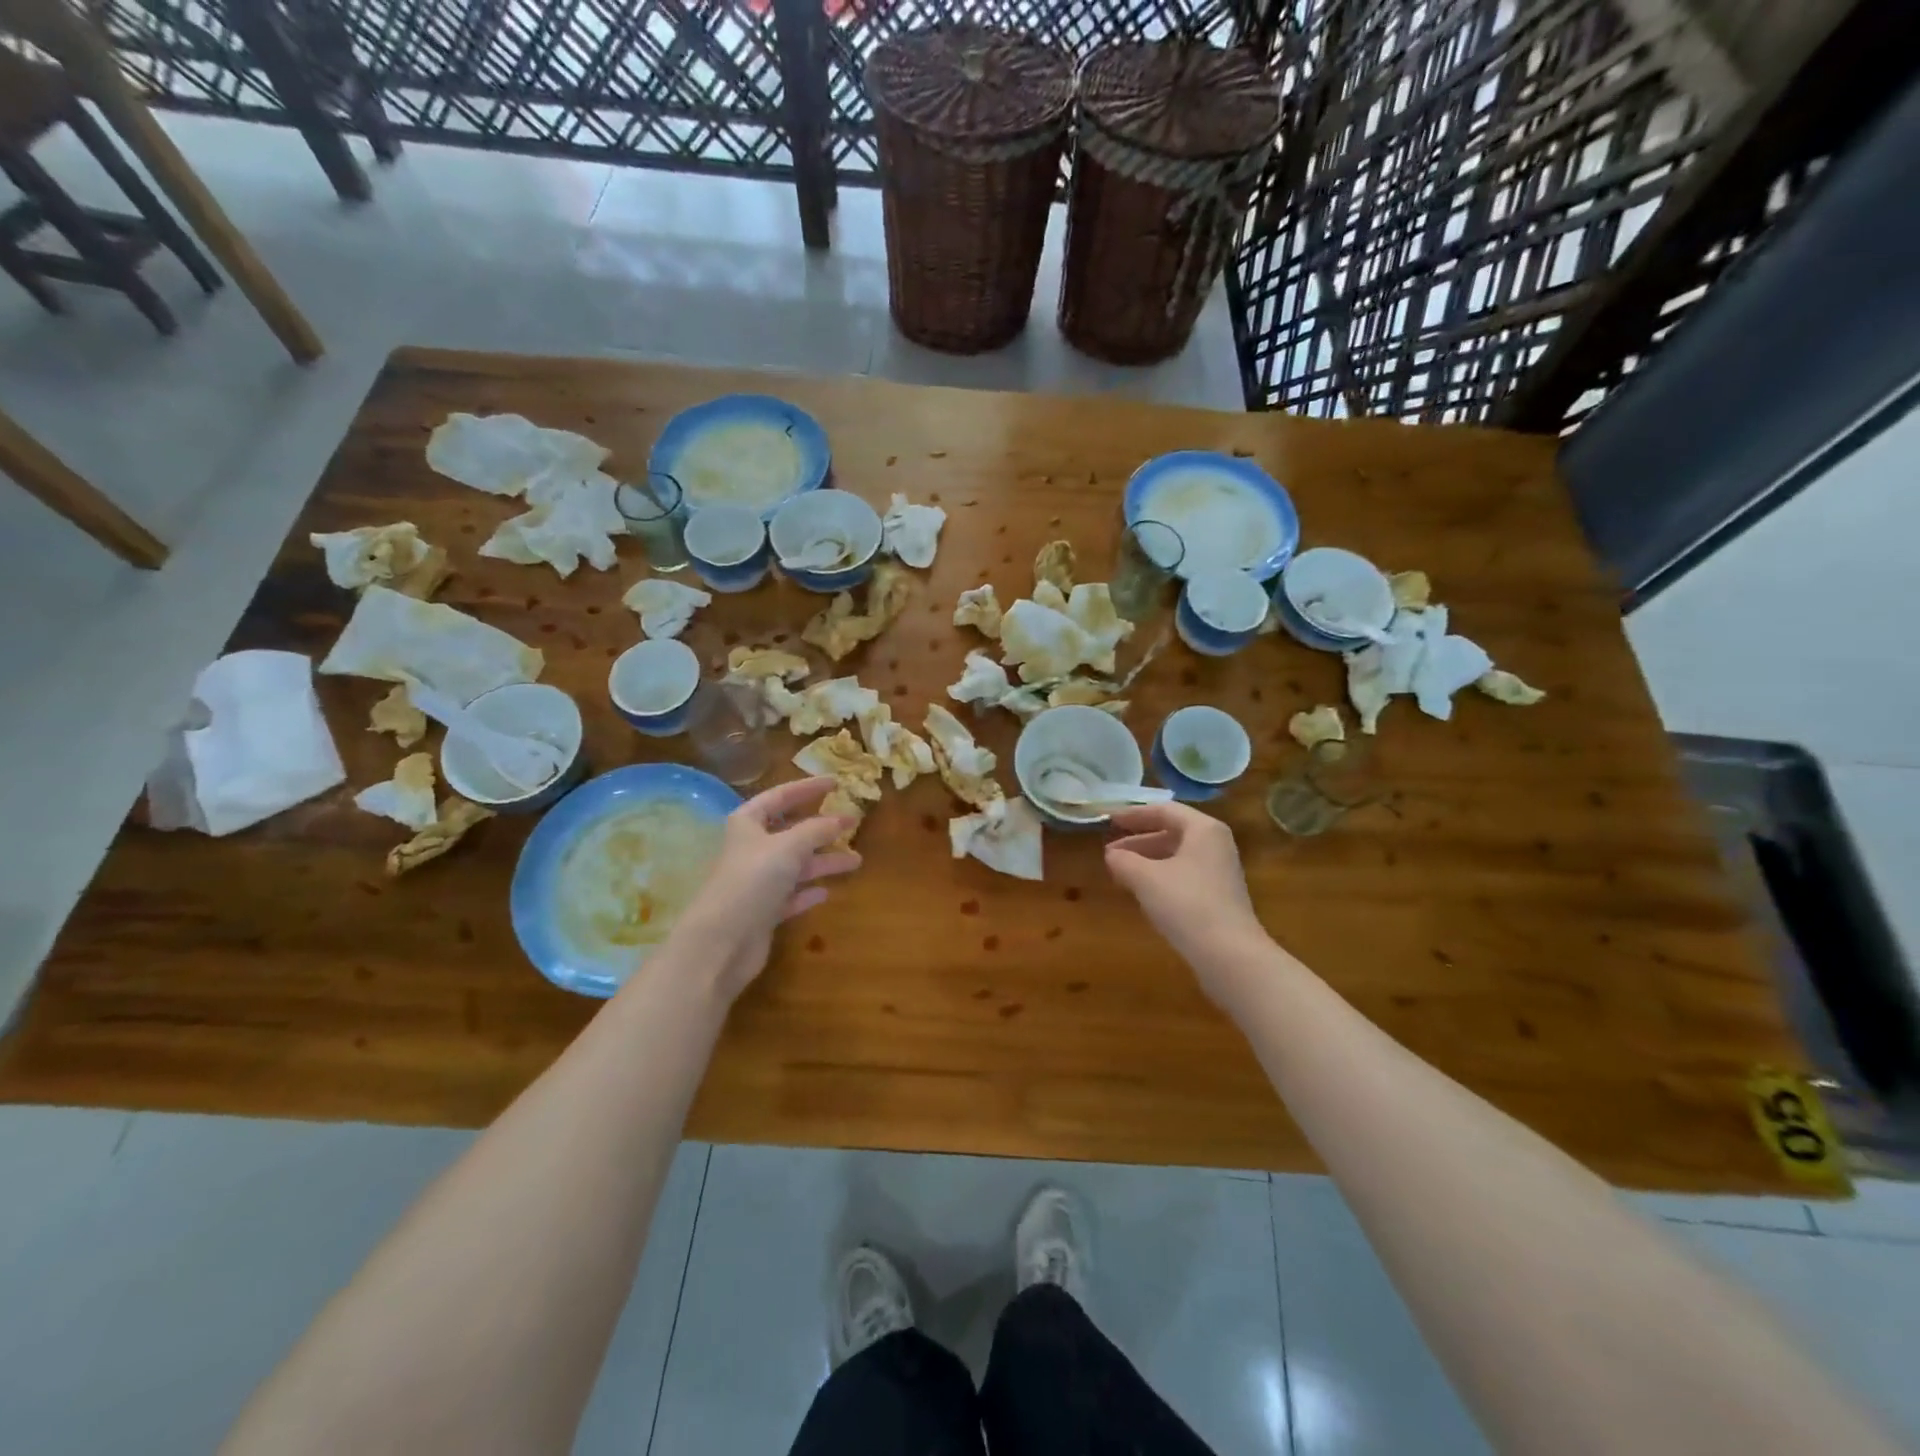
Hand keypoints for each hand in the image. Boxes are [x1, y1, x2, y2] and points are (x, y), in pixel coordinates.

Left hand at [673, 777, 860, 999]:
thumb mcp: (789, 846)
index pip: (779, 796)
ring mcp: (756, 883)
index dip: (807, 787)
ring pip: (796, 865)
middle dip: (821, 828)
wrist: (721, 942)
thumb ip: (817, 830)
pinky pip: (791, 896)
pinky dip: (808, 892)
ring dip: (823, 862)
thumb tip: (843, 817)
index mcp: (747, 824)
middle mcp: (751, 849)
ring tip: (856, 861)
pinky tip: (826, 892)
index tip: (836, 783)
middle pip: (790, 832)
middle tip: (853, 824)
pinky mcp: (763, 913)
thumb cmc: (752, 881)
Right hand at [1104, 803, 1267, 1001]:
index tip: (1109, 820)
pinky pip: (1184, 875)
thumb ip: (1124, 860)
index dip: (1134, 814)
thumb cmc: (1186, 904)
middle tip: (1110, 851)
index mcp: (1203, 829)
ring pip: (1177, 855)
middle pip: (1172, 832)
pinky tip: (1142, 891)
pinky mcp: (1219, 896)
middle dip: (1138, 841)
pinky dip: (1160, 876)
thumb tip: (1112, 855)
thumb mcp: (1146, 878)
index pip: (1164, 810)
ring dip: (1147, 860)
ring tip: (1120, 871)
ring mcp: (1220, 871)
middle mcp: (1216, 844)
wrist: (1230, 955)